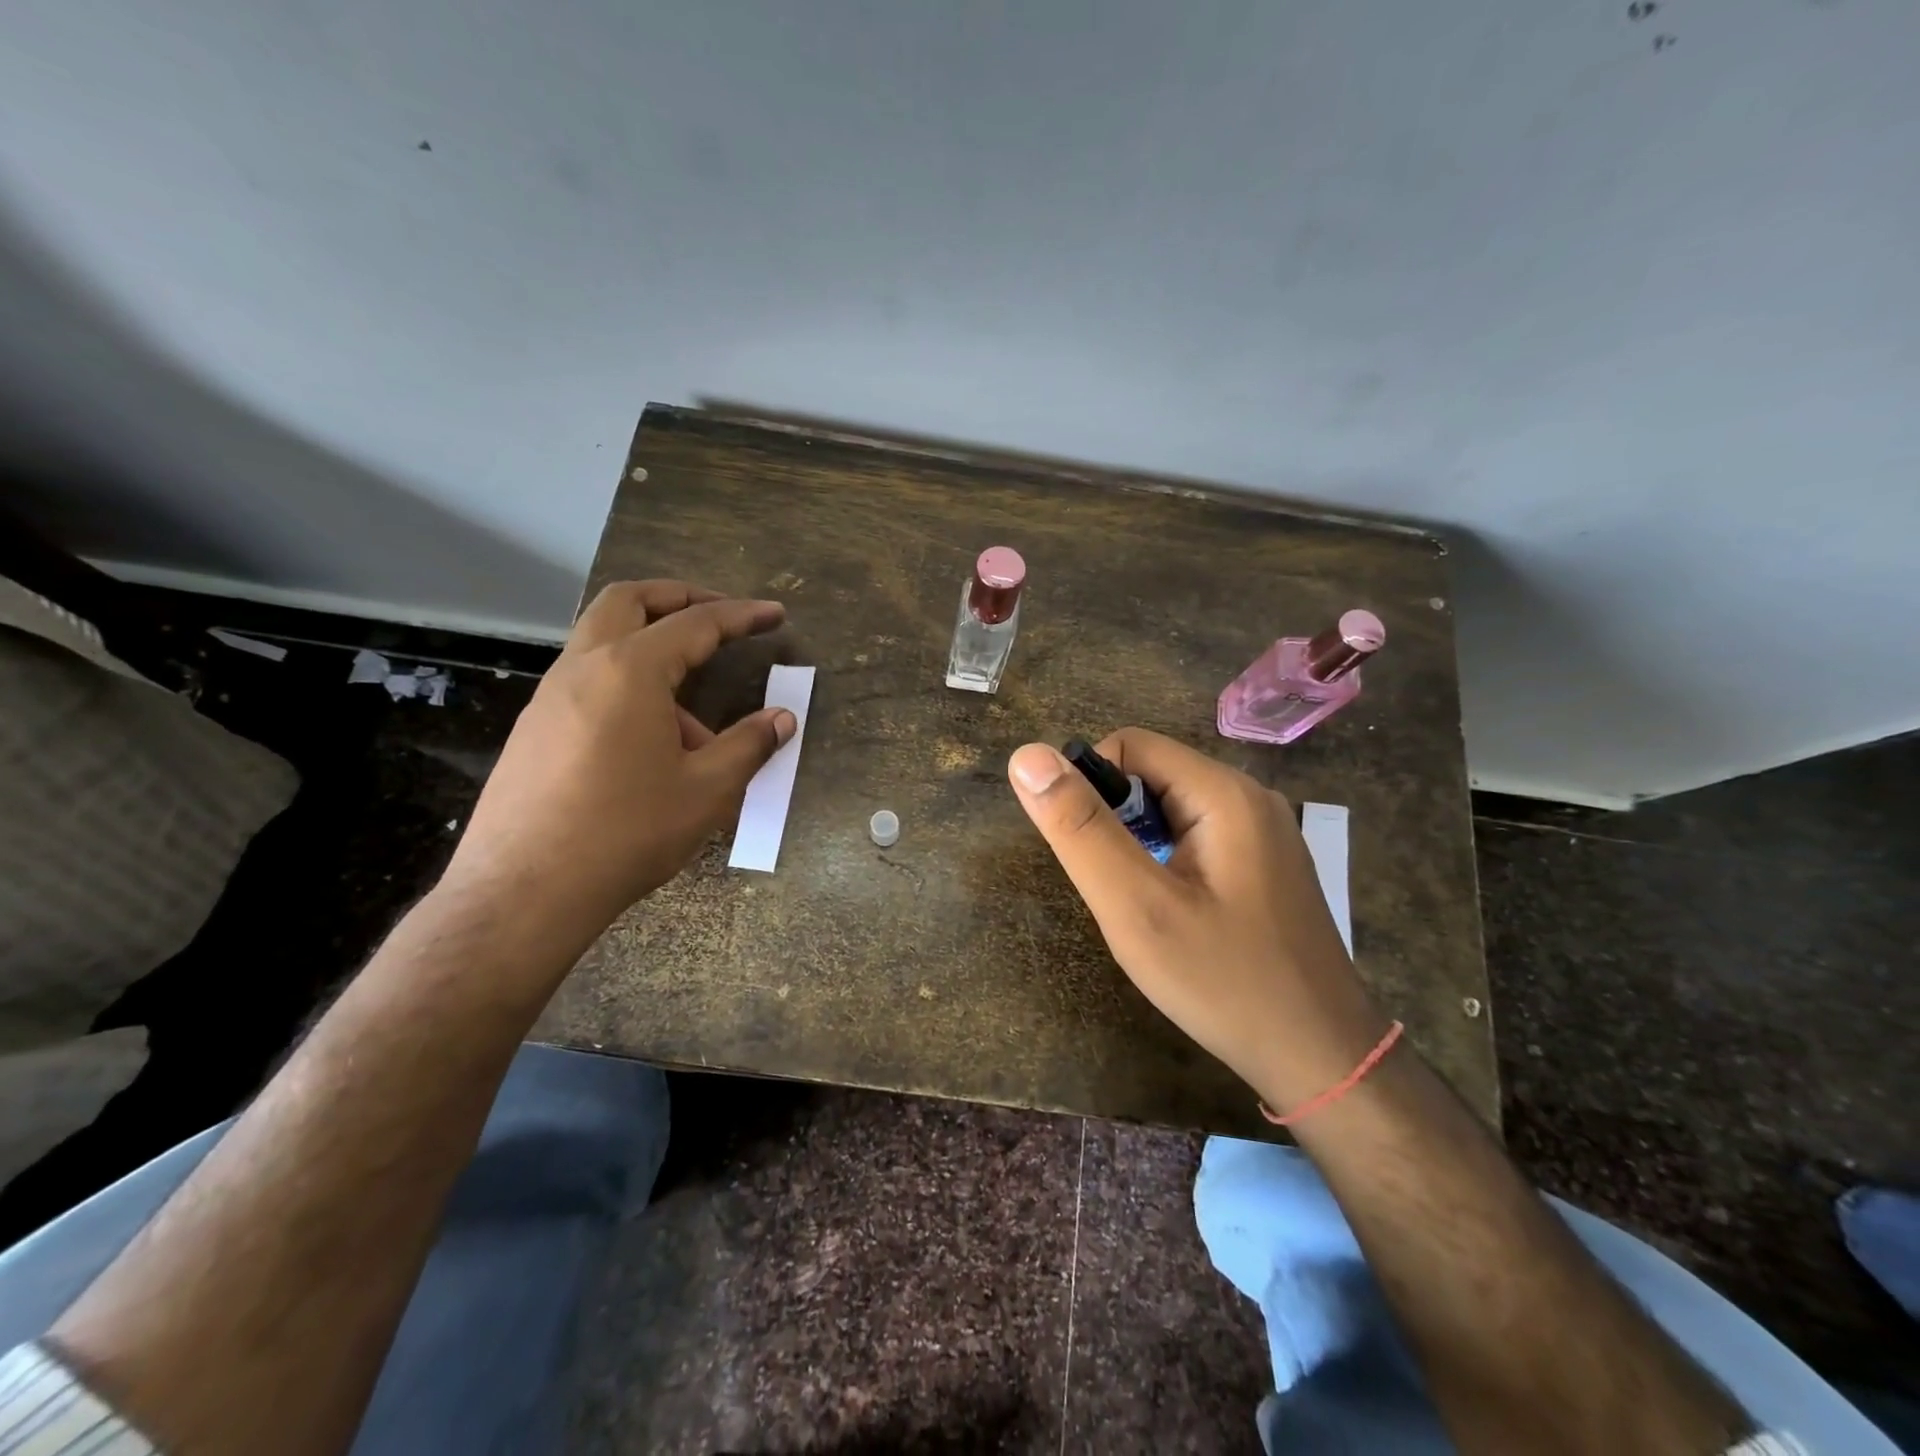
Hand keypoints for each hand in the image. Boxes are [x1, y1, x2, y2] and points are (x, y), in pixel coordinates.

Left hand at [445, 580, 794, 947]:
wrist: (523, 892)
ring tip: (698, 722)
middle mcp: (583, 668)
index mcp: (629, 671)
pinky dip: (628, 686)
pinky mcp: (535, 729)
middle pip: (629, 601)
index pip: (696, 623)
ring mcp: (550, 697)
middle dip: (679, 597)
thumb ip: (748, 745)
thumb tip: (782, 719)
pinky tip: (653, 747)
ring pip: (603, 641)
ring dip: (654, 651)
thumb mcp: (706, 790)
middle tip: (720, 615)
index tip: (775, 614)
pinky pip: (589, 683)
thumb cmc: (626, 832)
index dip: (741, 615)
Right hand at [1007, 728, 1387, 1113]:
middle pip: (1153, 775)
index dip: (1090, 787)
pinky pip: (1197, 837)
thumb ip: (1080, 828)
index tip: (1088, 854)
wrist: (1322, 1060)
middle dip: (1116, 822)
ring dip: (1139, 846)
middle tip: (1118, 891)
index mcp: (1224, 792)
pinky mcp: (1266, 863)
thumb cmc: (1223, 982)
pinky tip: (1176, 915)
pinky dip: (1167, 862)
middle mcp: (1250, 796)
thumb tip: (1026, 756)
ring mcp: (1264, 831)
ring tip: (1145, 908)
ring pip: (1172, 808)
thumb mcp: (1136, 907)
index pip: (1130, 746)